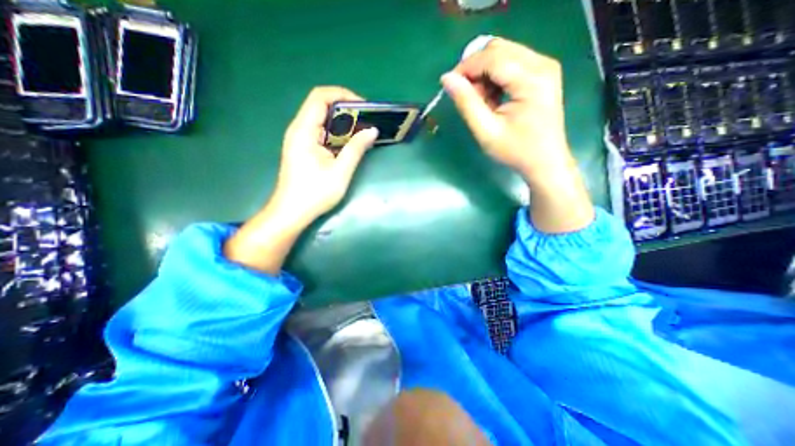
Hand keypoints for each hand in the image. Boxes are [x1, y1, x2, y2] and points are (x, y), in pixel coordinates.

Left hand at [275, 86, 379, 222]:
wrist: (291, 213)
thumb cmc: (315, 194)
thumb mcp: (340, 172)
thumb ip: (356, 149)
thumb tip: (372, 131)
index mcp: (304, 131)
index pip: (320, 97)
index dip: (343, 95)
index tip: (364, 106)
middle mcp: (299, 129)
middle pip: (321, 106)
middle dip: (346, 109)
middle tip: (367, 120)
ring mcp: (300, 139)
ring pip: (322, 119)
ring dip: (343, 122)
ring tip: (362, 131)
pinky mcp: (303, 149)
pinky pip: (321, 132)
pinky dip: (337, 133)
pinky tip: (349, 143)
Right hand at [441, 38, 595, 233]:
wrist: (545, 162)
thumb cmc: (516, 151)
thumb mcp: (486, 131)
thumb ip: (466, 103)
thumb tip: (447, 79)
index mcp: (531, 79)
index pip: (491, 57)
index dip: (466, 68)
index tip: (449, 86)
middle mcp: (542, 64)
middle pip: (498, 50)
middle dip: (476, 70)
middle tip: (468, 97)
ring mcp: (545, 67)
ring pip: (504, 54)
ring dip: (485, 74)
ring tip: (482, 102)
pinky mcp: (543, 73)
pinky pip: (512, 63)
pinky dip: (496, 77)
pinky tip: (494, 99)